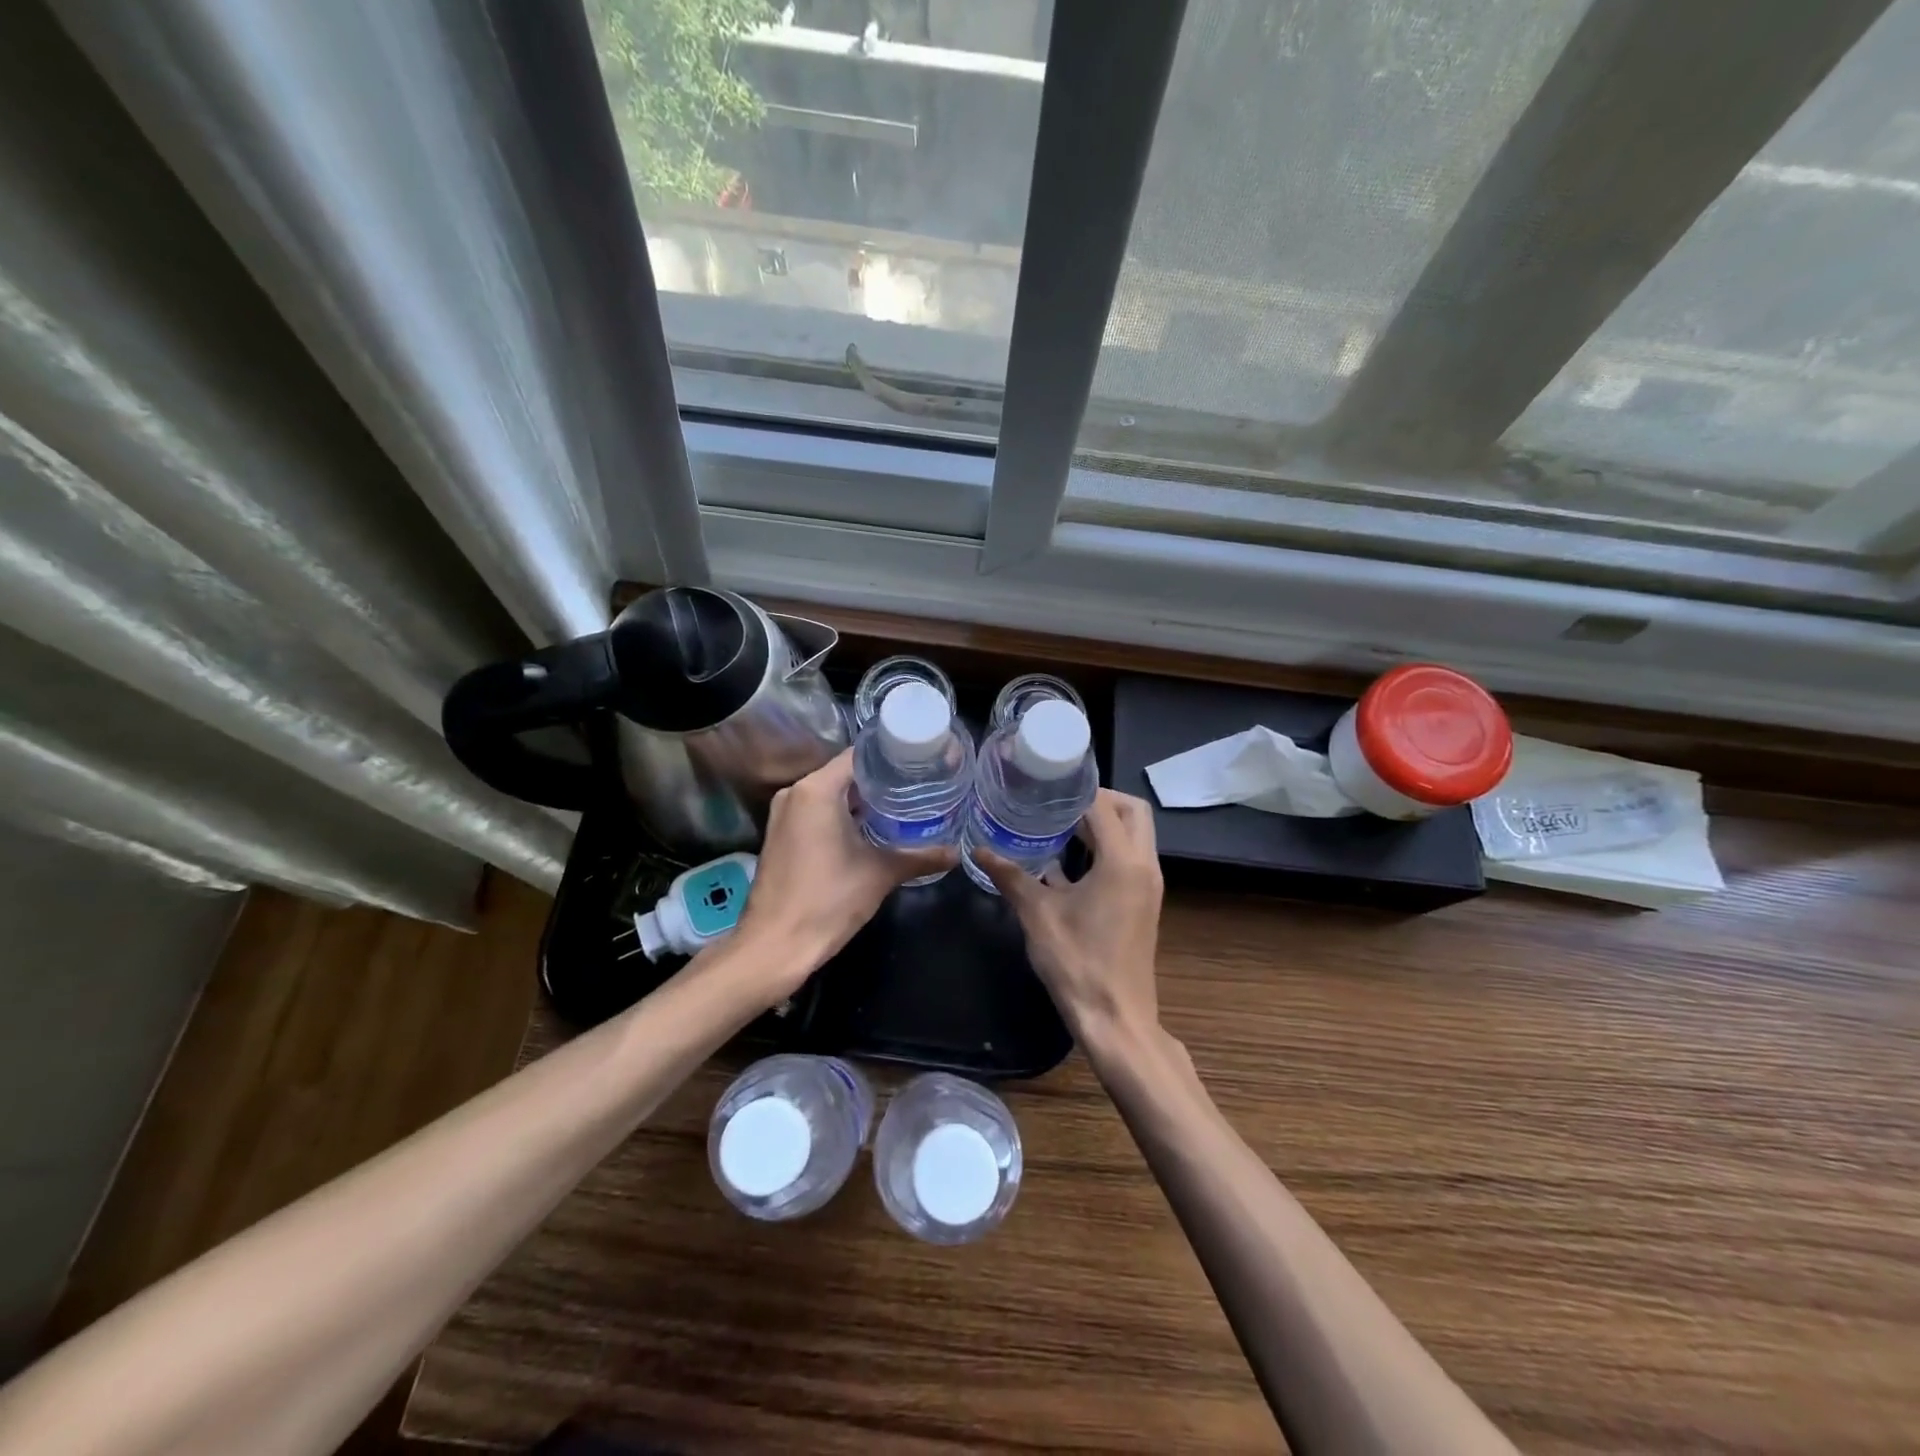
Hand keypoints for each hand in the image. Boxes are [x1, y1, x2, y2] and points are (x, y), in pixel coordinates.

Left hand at [731, 749, 954, 996]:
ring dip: (862, 800)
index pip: (860, 755)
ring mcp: (784, 814)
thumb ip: (920, 858)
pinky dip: (843, 815)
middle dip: (881, 780)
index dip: (892, 757)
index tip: (921, 763)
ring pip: (831, 794)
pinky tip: (872, 828)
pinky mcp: (781, 835)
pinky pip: (817, 812)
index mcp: (816, 790)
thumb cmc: (827, 900)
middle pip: (846, 773)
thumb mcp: (880, 874)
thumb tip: (956, 853)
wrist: (775, 946)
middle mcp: (796, 793)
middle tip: (920, 785)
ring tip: (903, 805)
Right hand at [978, 789, 1164, 1054]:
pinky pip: (1129, 858)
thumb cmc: (1077, 964)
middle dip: (1099, 800)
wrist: (1116, 1020)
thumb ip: (1011, 876)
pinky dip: (1106, 849)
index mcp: (1123, 862)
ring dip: (1103, 824)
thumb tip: (979, 851)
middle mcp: (1144, 865)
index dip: (1076, 791)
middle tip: (1058, 803)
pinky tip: (1066, 862)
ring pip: (1135, 835)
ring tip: (1058, 826)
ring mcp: (1148, 885)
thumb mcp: (1038, 916)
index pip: (1104, 805)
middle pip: (1132, 811)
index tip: (1045, 785)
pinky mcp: (1143, 902)